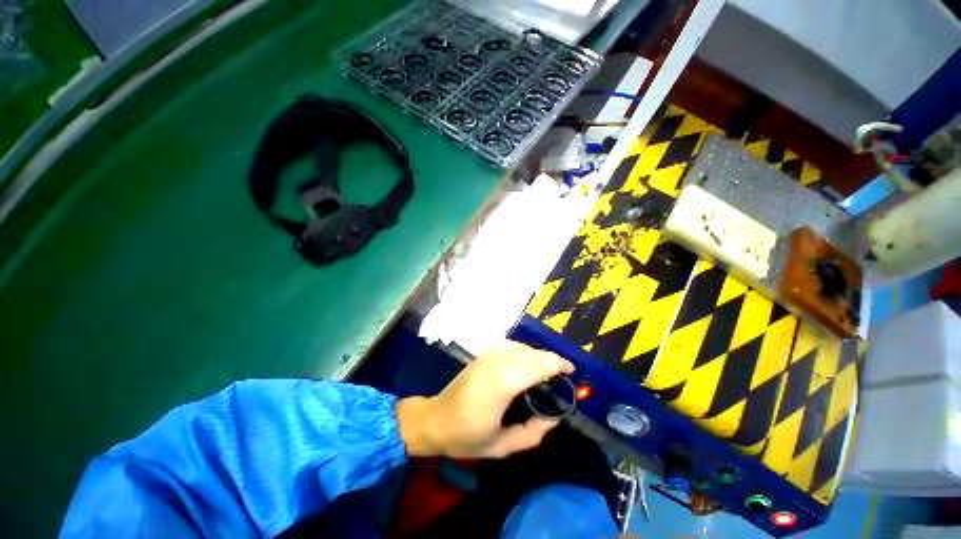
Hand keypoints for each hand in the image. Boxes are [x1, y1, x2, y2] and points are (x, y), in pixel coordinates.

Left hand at [396, 340, 573, 458]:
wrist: (436, 419)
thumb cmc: (467, 436)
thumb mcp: (502, 446)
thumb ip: (533, 433)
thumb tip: (555, 418)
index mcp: (502, 384)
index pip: (537, 364)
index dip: (558, 364)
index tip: (571, 372)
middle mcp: (496, 362)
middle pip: (532, 353)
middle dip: (551, 360)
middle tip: (562, 377)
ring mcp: (488, 355)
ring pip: (522, 346)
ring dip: (538, 355)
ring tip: (547, 371)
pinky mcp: (483, 353)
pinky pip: (511, 345)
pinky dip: (524, 351)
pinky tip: (527, 362)